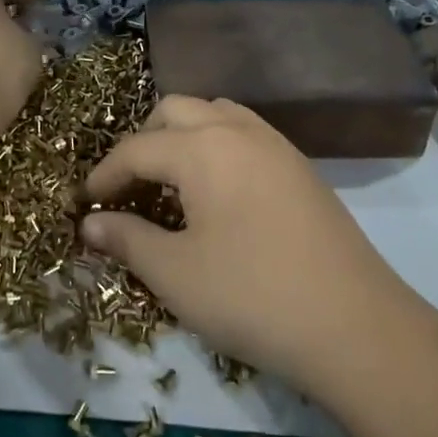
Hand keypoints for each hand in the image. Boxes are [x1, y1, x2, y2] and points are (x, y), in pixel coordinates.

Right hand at [81, 96, 410, 388]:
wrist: (354, 325)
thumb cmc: (251, 296)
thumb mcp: (175, 273)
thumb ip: (127, 239)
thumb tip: (91, 223)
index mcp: (203, 147)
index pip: (137, 148)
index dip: (104, 175)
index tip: (83, 204)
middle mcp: (239, 130)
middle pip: (176, 111)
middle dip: (143, 141)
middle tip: (128, 187)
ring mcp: (277, 145)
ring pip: (216, 114)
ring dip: (184, 136)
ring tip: (171, 184)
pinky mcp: (301, 167)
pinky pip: (246, 135)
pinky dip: (218, 146)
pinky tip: (217, 194)